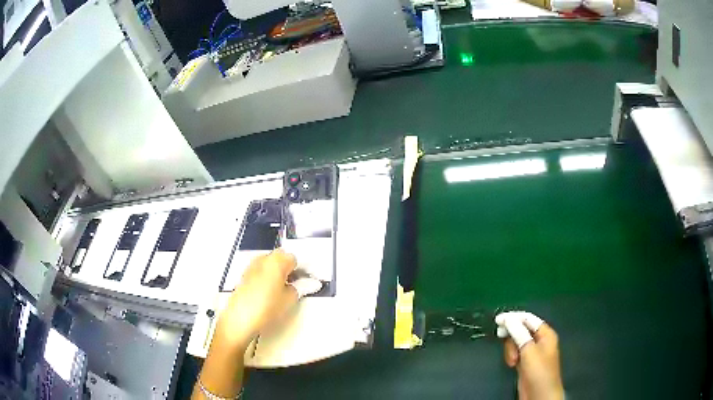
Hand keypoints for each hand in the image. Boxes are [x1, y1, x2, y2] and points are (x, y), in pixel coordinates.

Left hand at [211, 249, 321, 352]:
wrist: (240, 319)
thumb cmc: (266, 307)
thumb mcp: (289, 299)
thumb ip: (300, 288)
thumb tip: (306, 284)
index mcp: (276, 261)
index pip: (294, 259)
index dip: (302, 269)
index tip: (307, 280)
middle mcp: (263, 259)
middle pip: (280, 258)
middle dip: (289, 268)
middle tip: (296, 284)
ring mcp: (251, 267)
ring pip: (269, 264)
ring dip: (277, 272)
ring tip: (283, 290)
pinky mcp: (244, 276)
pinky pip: (260, 271)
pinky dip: (267, 277)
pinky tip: (270, 293)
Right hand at [496, 312, 563, 399]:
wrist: (539, 395)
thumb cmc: (539, 371)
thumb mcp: (529, 351)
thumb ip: (519, 334)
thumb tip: (508, 319)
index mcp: (545, 334)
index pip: (529, 319)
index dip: (514, 317)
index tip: (498, 320)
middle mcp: (539, 341)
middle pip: (521, 330)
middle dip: (512, 337)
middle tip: (502, 339)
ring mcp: (532, 352)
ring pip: (516, 343)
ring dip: (511, 350)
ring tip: (512, 361)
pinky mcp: (525, 363)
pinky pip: (515, 353)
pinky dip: (511, 357)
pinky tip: (512, 364)